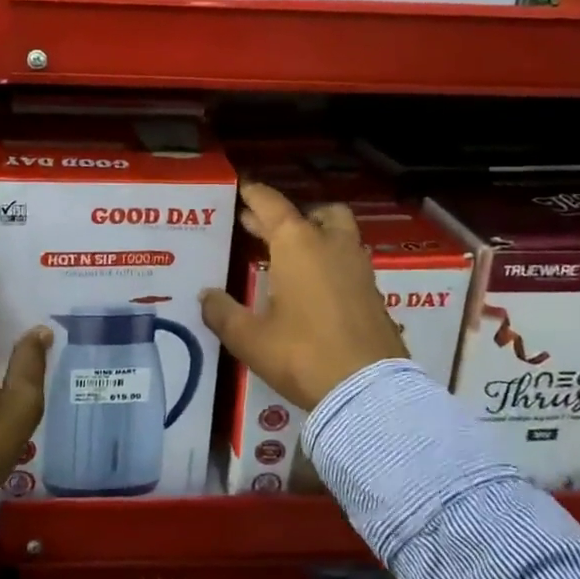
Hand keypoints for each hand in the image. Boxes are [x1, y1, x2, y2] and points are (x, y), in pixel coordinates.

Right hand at [200, 183, 406, 410]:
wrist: (368, 390)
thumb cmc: (302, 355)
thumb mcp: (250, 338)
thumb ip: (223, 313)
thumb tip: (206, 296)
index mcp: (297, 244)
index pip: (272, 205)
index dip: (255, 195)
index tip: (243, 188)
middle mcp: (331, 244)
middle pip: (312, 213)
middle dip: (284, 216)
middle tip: (257, 225)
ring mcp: (358, 266)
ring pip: (338, 232)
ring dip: (314, 233)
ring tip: (288, 252)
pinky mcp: (373, 291)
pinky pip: (348, 260)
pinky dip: (329, 259)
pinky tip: (313, 284)